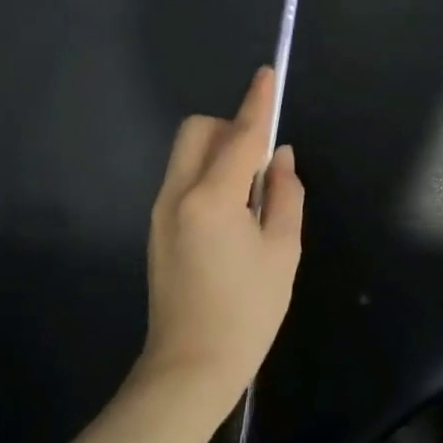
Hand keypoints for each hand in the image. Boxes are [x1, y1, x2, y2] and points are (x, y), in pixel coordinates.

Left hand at [138, 68, 304, 409]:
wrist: (189, 368)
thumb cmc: (247, 313)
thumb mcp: (282, 252)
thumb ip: (284, 195)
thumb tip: (279, 159)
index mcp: (212, 198)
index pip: (240, 136)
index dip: (257, 103)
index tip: (267, 74)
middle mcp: (177, 195)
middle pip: (198, 132)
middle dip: (230, 128)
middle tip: (261, 160)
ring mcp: (161, 212)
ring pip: (187, 155)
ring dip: (220, 153)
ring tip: (252, 194)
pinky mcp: (157, 229)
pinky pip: (184, 180)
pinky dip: (209, 176)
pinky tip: (232, 214)